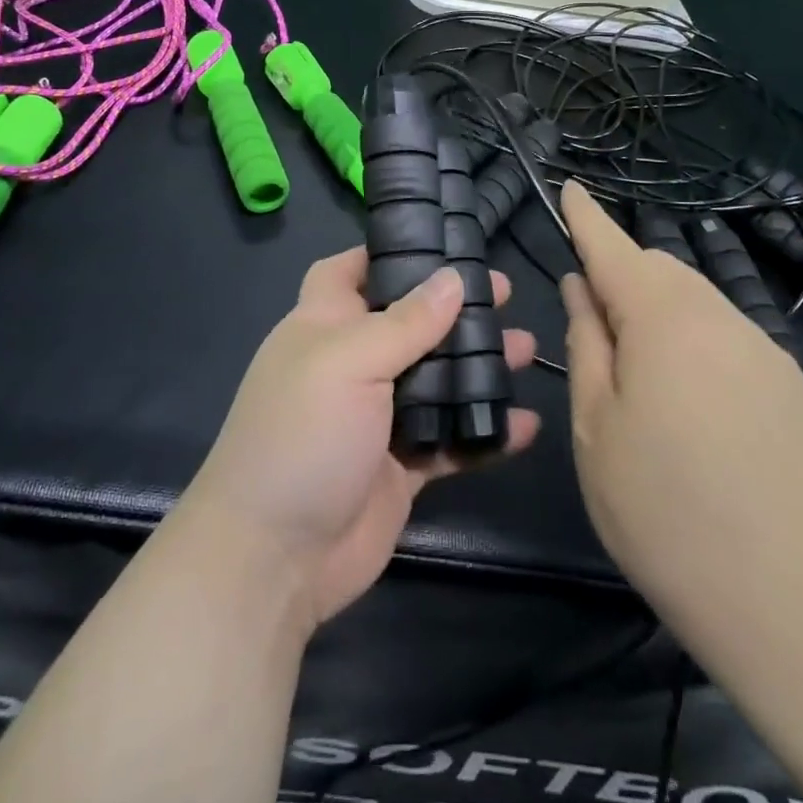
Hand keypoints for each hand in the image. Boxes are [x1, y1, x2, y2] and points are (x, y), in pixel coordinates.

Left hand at [178, 250, 540, 628]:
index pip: (350, 272)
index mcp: (325, 326)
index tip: (439, 242)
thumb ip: (406, 322)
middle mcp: (352, 364)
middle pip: (409, 323)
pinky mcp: (402, 468)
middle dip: (454, 308)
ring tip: (528, 348)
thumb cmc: (302, 435)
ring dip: (480, 366)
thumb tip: (451, 279)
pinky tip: (526, 425)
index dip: (386, 252)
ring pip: (437, 379)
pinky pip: (450, 440)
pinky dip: (485, 432)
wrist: (274, 559)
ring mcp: (378, 418)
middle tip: (505, 294)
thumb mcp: (350, 362)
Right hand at [560, 181, 802, 629]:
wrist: (800, 601)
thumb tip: (582, 289)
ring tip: (641, 376)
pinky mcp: (792, 386)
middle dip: (620, 276)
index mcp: (662, 319)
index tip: (571, 188)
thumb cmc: (667, 510)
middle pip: (660, 269)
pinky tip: (694, 407)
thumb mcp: (597, 428)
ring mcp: (763, 350)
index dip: (587, 218)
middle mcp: (719, 317)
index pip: (613, 248)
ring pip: (696, 301)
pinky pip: (727, 336)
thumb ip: (586, 344)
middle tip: (593, 328)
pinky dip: (695, 341)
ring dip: (658, 311)